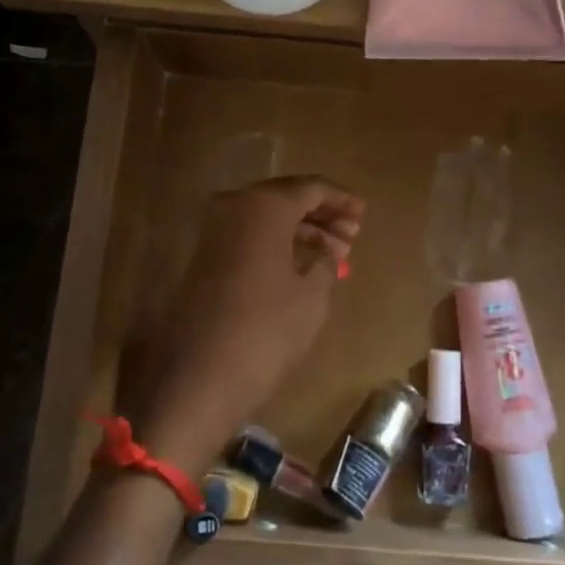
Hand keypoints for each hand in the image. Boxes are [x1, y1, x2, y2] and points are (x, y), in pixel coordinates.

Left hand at [136, 176, 363, 472]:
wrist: (201, 376)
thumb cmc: (267, 330)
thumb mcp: (312, 295)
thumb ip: (324, 261)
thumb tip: (326, 251)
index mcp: (265, 206)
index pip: (311, 188)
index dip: (340, 199)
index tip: (363, 212)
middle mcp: (235, 206)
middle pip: (285, 197)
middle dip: (321, 213)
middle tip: (351, 233)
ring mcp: (214, 231)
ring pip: (266, 217)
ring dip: (300, 229)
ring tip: (334, 252)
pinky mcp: (204, 256)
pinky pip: (249, 235)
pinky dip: (276, 242)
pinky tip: (301, 263)